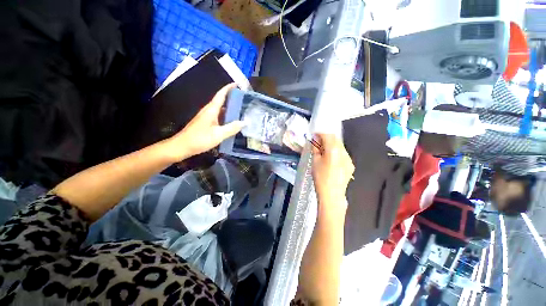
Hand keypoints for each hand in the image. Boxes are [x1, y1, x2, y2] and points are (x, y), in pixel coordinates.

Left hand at [165, 84, 244, 160]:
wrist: (182, 146)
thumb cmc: (199, 139)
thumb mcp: (218, 135)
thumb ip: (232, 128)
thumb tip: (245, 122)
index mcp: (211, 110)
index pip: (221, 95)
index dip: (229, 88)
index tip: (238, 84)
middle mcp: (209, 111)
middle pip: (221, 101)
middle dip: (232, 98)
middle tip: (244, 100)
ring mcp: (207, 117)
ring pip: (220, 109)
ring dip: (230, 108)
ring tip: (242, 110)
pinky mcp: (206, 123)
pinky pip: (219, 117)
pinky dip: (226, 117)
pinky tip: (232, 122)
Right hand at [311, 134, 354, 208]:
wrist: (332, 195)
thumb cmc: (320, 178)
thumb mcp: (315, 162)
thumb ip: (316, 149)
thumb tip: (315, 140)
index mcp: (333, 151)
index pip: (328, 136)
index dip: (321, 133)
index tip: (315, 134)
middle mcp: (343, 152)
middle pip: (335, 139)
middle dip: (326, 138)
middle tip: (318, 142)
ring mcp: (349, 158)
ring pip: (340, 146)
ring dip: (331, 145)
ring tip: (323, 151)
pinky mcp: (350, 164)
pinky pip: (343, 153)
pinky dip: (336, 152)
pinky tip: (331, 159)